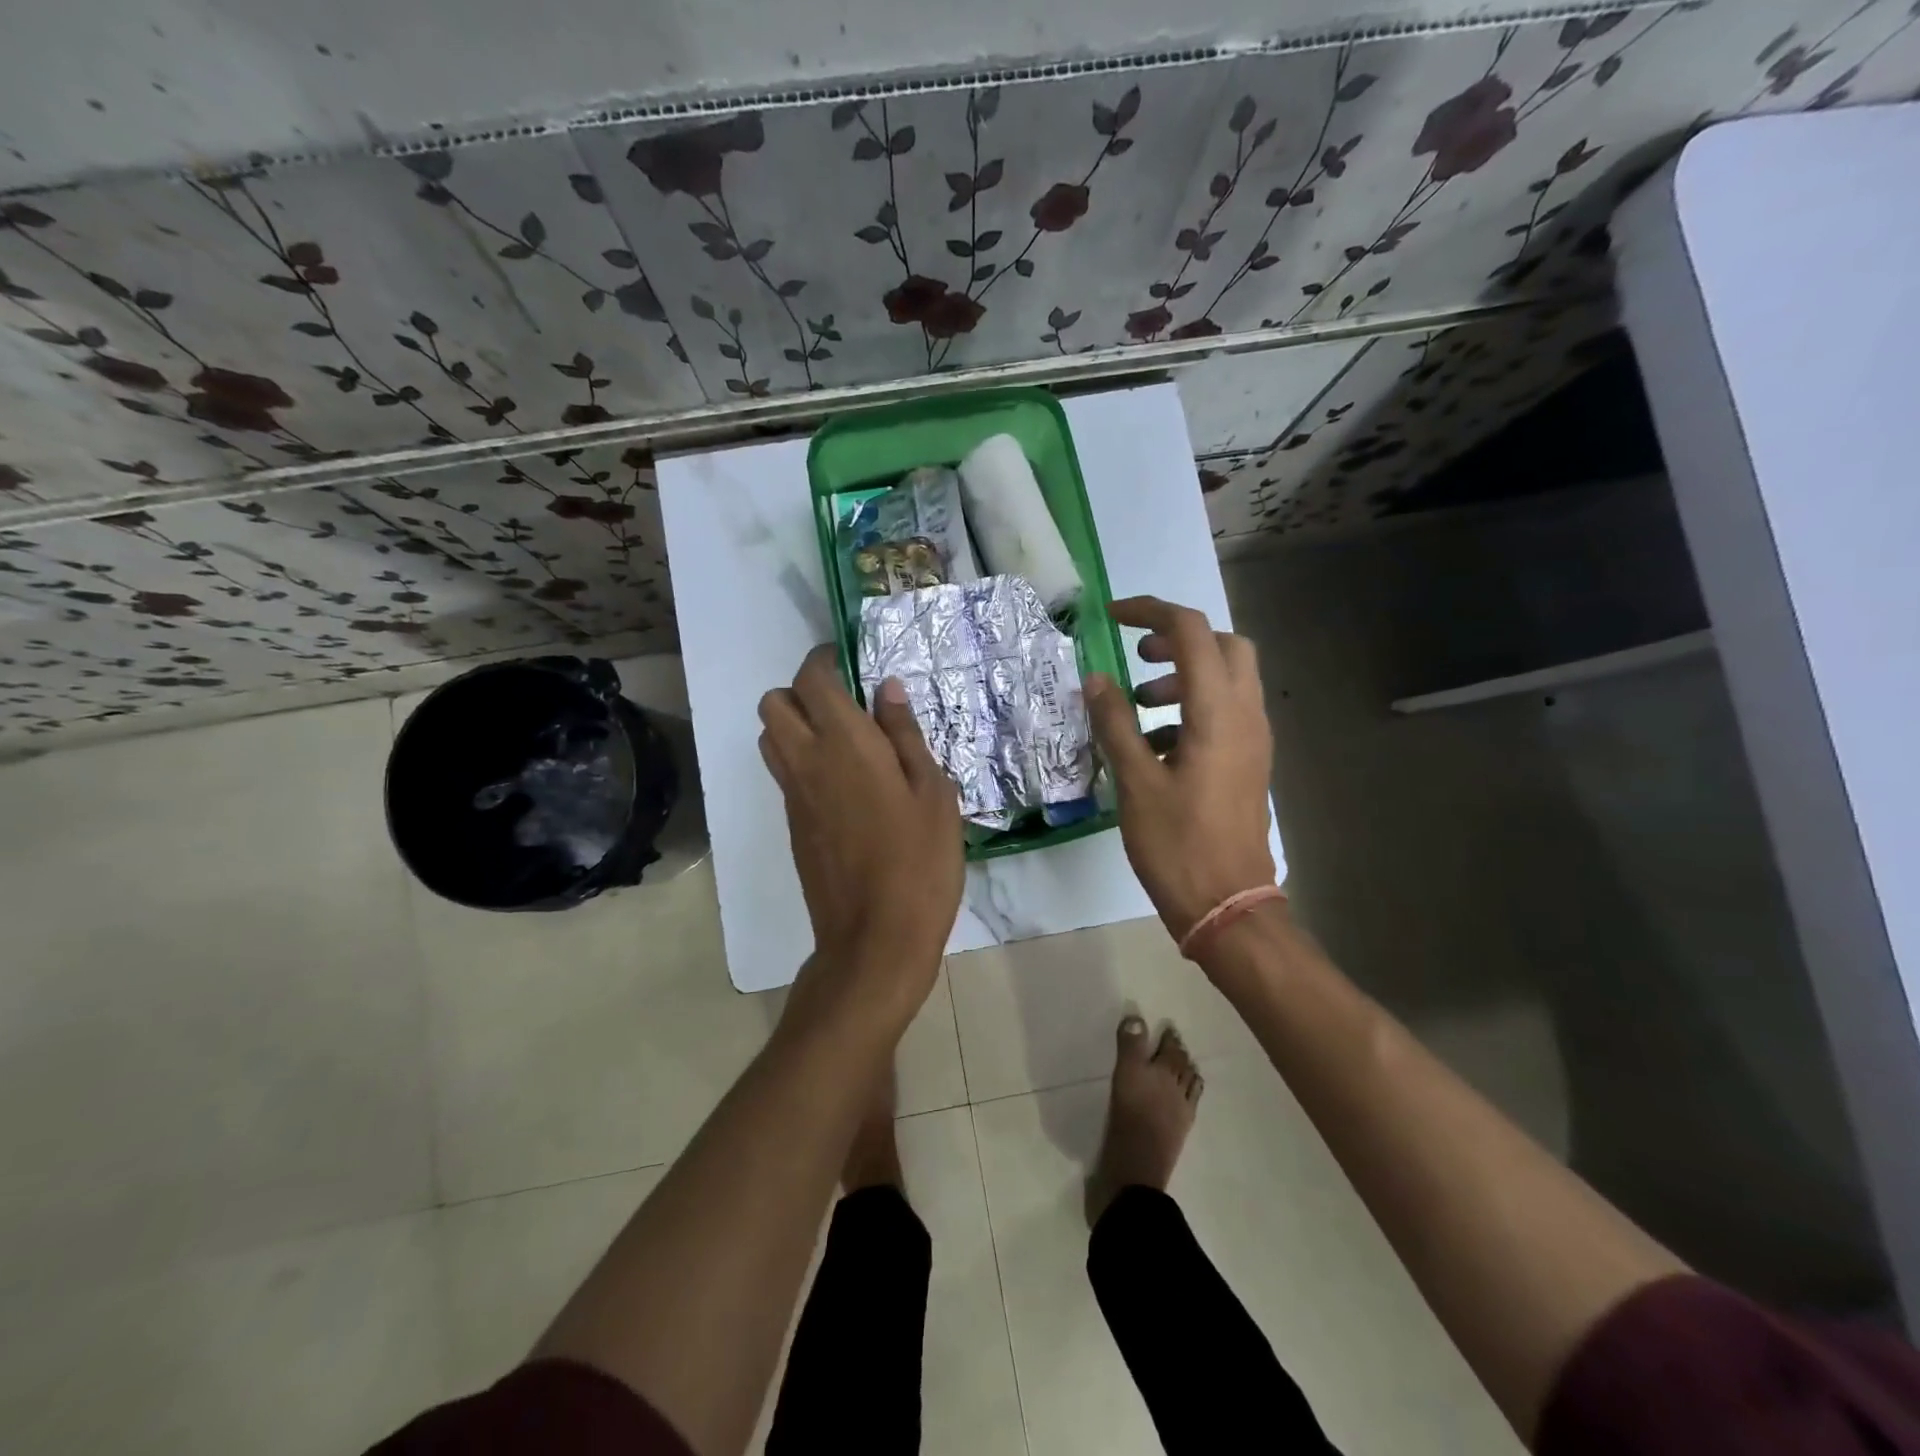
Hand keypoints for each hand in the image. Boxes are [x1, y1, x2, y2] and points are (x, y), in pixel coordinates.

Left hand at [759, 646, 963, 1019]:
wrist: (875, 938)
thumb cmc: (919, 860)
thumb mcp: (933, 792)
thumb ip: (905, 734)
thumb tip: (886, 689)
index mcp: (843, 743)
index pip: (812, 679)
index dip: (825, 661)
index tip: (849, 662)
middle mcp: (805, 761)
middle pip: (772, 704)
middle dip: (801, 691)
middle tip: (845, 705)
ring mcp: (792, 796)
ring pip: (770, 739)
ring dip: (795, 725)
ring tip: (843, 742)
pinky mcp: (791, 827)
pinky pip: (784, 775)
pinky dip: (801, 761)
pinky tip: (844, 785)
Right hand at [1085, 596, 1276, 945]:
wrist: (1227, 905)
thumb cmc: (1177, 844)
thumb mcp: (1136, 782)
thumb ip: (1115, 723)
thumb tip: (1095, 679)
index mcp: (1218, 712)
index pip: (1191, 632)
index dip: (1151, 613)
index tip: (1112, 618)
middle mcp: (1246, 716)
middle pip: (1225, 646)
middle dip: (1179, 640)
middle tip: (1138, 657)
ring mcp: (1253, 740)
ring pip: (1228, 679)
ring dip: (1184, 676)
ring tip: (1138, 702)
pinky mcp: (1248, 762)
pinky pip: (1226, 713)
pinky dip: (1192, 708)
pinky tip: (1155, 744)